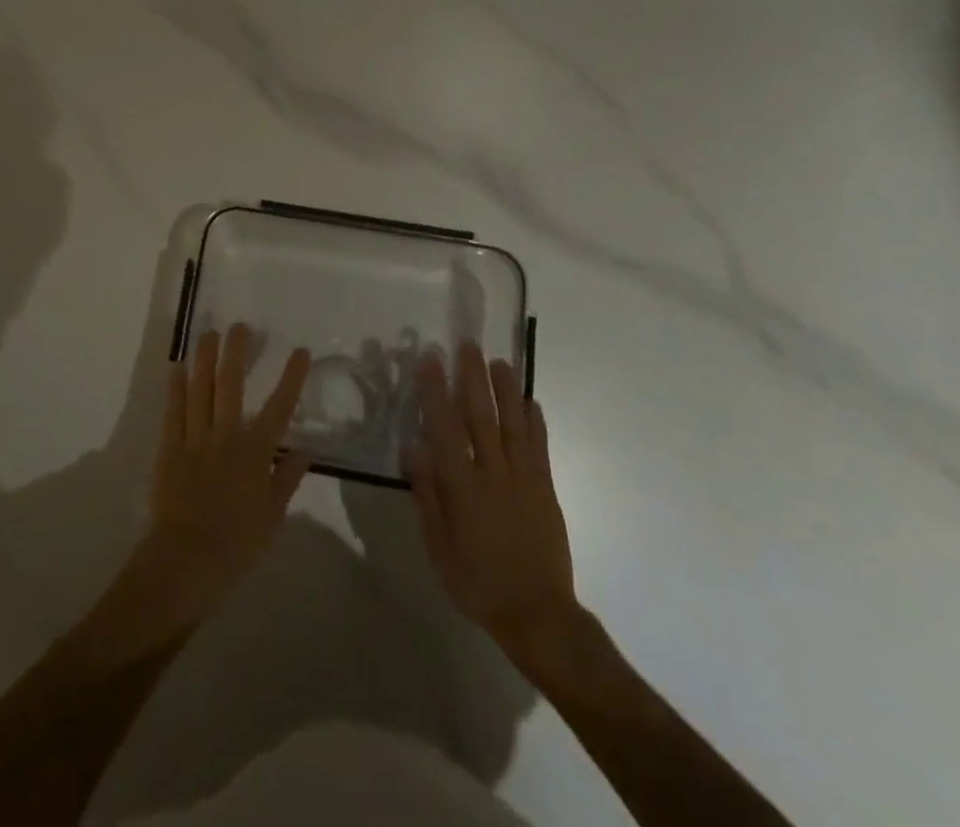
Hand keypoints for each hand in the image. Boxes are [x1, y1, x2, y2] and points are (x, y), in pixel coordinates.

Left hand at [90, 326, 310, 655]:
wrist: (188, 560)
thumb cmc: (238, 542)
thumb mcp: (273, 515)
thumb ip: (287, 477)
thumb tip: (306, 449)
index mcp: (255, 451)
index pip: (279, 406)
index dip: (291, 377)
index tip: (300, 351)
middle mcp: (226, 435)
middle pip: (232, 384)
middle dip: (237, 352)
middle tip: (240, 326)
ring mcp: (195, 438)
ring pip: (200, 389)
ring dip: (205, 359)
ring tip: (209, 334)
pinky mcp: (170, 447)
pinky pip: (174, 411)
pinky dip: (176, 388)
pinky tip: (178, 367)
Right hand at [407, 341, 578, 657]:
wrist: (538, 615)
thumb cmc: (477, 583)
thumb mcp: (439, 547)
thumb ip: (427, 494)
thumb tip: (413, 447)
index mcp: (462, 487)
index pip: (445, 427)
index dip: (435, 391)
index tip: (430, 360)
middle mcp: (493, 473)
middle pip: (481, 416)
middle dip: (472, 377)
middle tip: (467, 344)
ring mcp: (524, 479)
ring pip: (513, 424)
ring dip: (506, 390)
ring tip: (499, 361)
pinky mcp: (545, 489)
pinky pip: (539, 447)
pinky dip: (535, 421)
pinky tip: (530, 401)